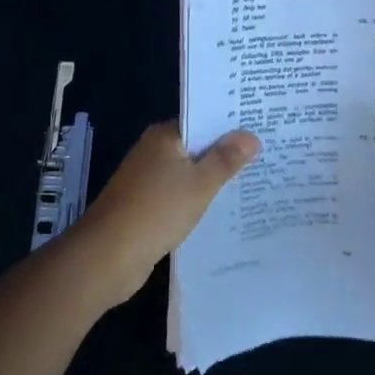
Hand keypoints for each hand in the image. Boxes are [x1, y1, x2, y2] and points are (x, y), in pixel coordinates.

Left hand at [73, 122, 259, 304]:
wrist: (108, 256)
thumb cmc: (157, 211)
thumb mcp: (200, 184)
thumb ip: (226, 159)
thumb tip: (251, 135)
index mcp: (165, 136)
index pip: (202, 118)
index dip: (230, 122)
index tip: (261, 125)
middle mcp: (154, 150)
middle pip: (196, 144)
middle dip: (226, 150)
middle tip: (266, 152)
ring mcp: (147, 178)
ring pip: (189, 170)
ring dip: (213, 176)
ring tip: (253, 177)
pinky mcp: (146, 204)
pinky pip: (179, 192)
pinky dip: (198, 196)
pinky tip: (222, 206)